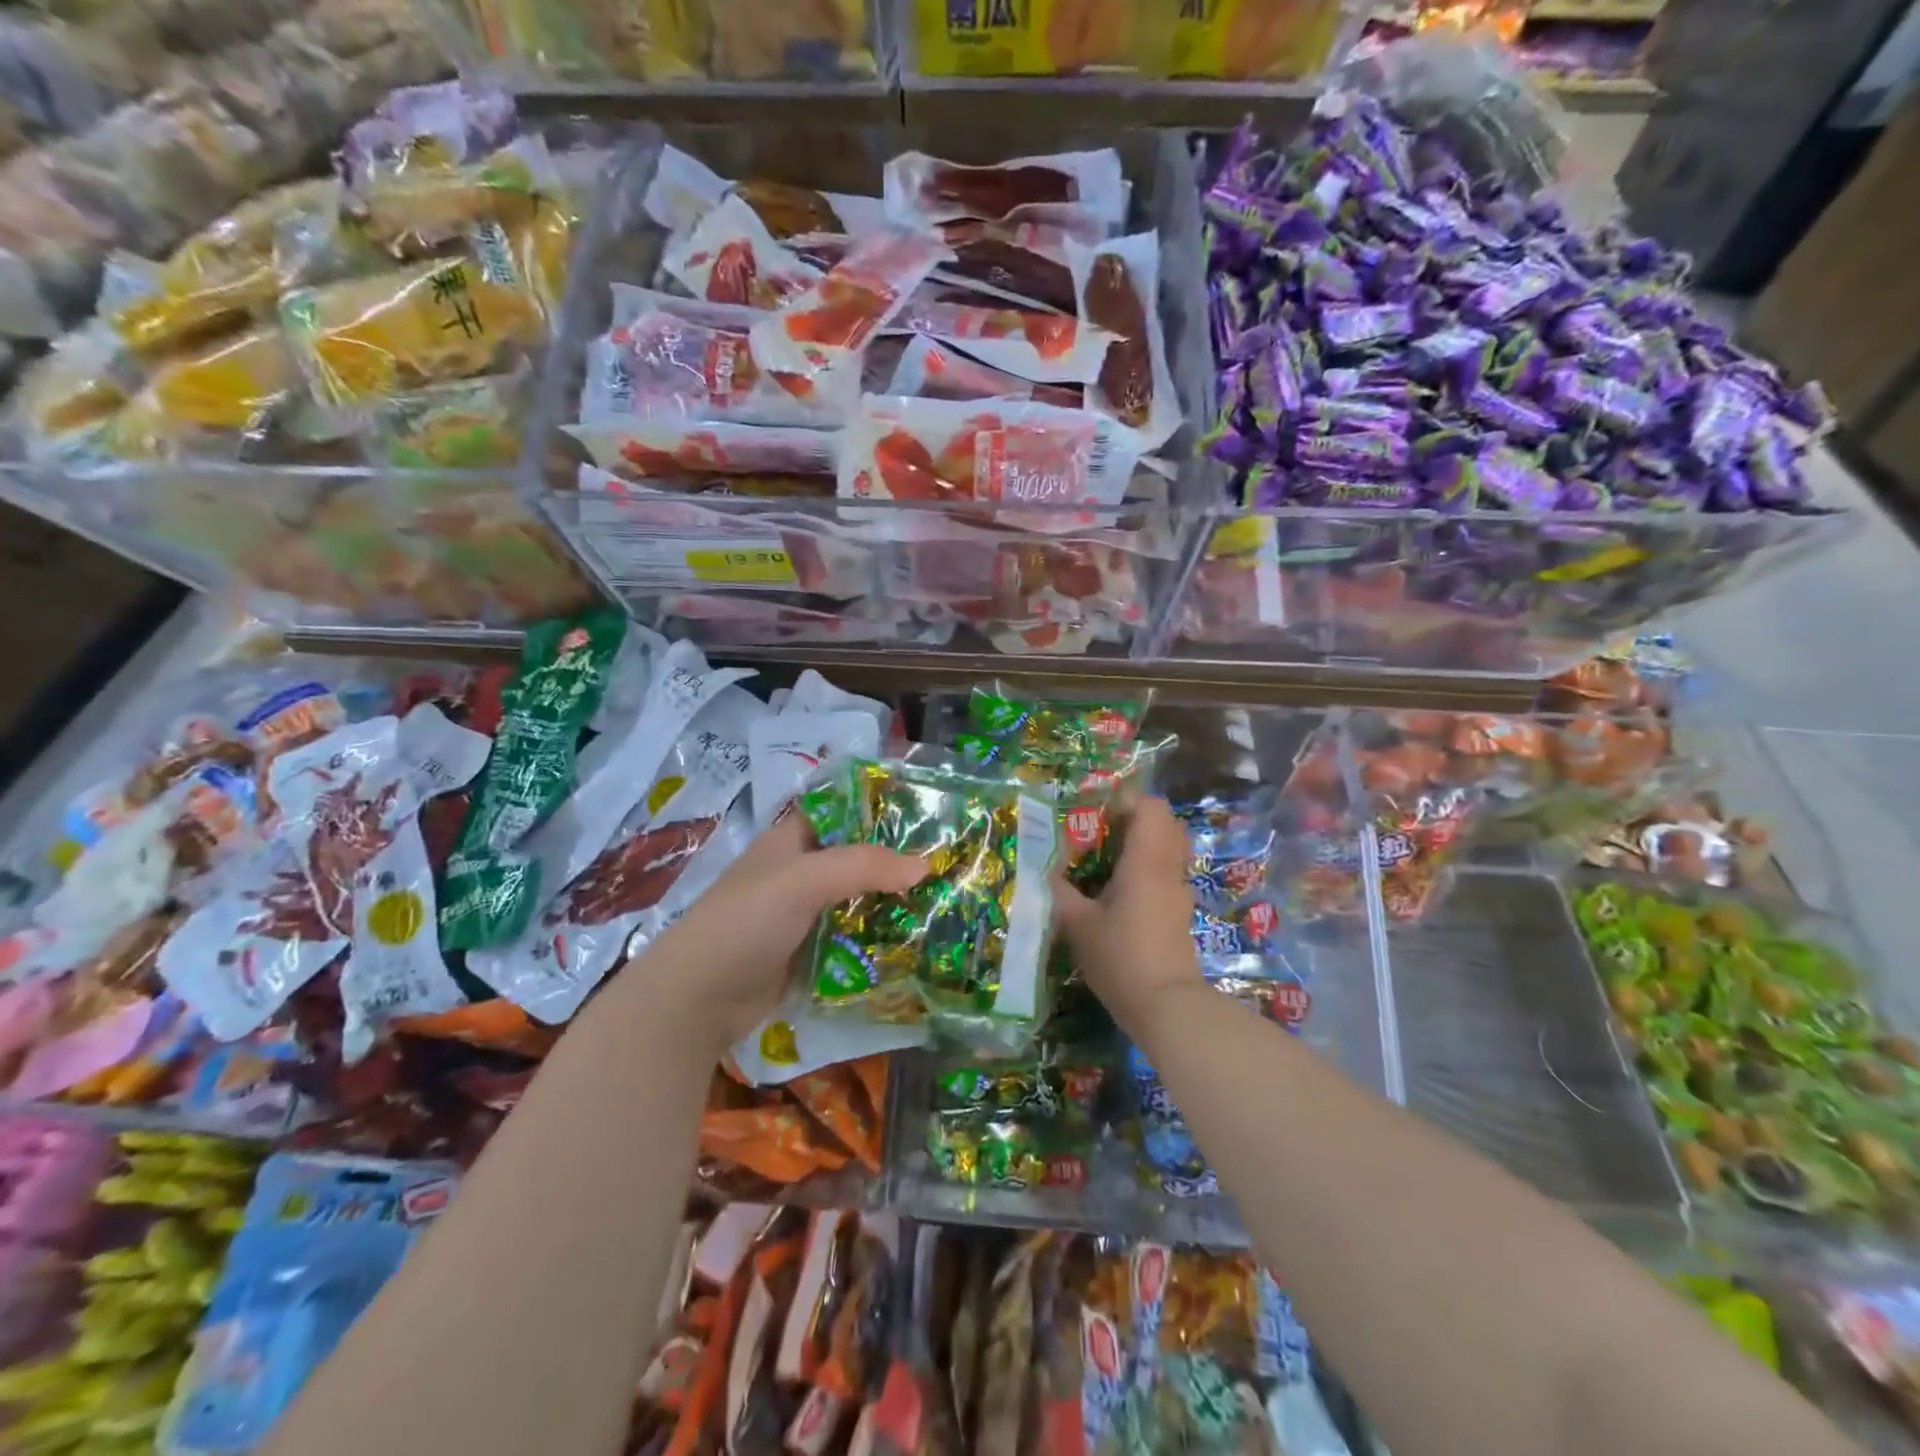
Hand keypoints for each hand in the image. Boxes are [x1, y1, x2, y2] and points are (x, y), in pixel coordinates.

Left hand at [618, 813, 926, 1050]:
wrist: (697, 1001)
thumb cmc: (744, 923)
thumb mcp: (802, 881)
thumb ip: (863, 866)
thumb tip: (925, 865)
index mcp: (791, 840)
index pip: (842, 809)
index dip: (880, 806)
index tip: (928, 811)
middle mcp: (799, 871)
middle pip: (857, 856)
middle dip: (897, 859)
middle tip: (949, 861)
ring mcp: (804, 914)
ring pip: (858, 898)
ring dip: (893, 901)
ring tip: (945, 899)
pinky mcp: (810, 952)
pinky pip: (853, 937)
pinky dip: (879, 937)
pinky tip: (917, 939)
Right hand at [1056, 797, 1204, 1033]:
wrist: (1166, 1006)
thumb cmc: (1121, 957)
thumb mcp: (1077, 924)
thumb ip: (1059, 892)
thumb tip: (1044, 871)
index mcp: (1146, 860)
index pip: (1152, 807)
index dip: (1127, 800)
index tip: (1097, 813)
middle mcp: (1168, 868)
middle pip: (1165, 823)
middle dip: (1134, 820)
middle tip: (1101, 833)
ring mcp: (1178, 891)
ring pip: (1168, 850)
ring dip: (1141, 846)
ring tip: (1106, 862)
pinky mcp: (1179, 913)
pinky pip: (1166, 874)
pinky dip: (1146, 870)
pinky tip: (1119, 893)